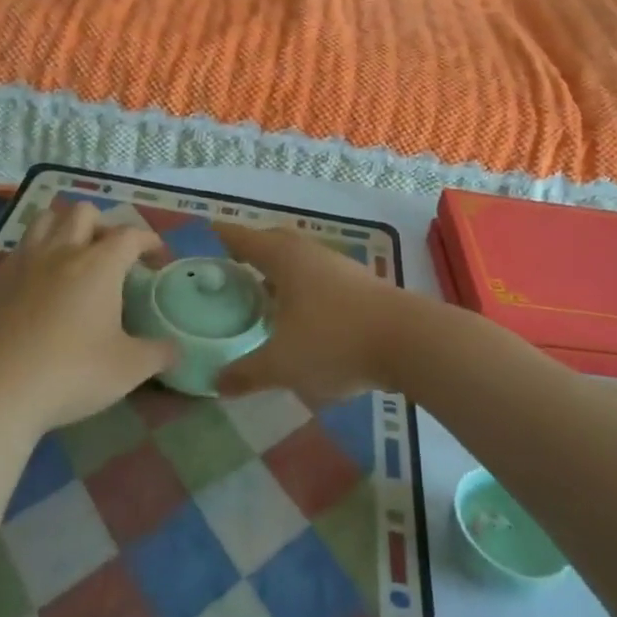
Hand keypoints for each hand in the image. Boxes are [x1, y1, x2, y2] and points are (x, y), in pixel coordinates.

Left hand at [0, 202, 174, 432]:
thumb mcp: (127, 369)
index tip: (156, 255)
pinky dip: (37, 251)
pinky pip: (21, 247)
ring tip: (74, 252)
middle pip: (84, 213)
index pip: (130, 235)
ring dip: (65, 226)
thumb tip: (177, 349)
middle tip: (112, 254)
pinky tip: (40, 280)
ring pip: (46, 219)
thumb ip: (158, 354)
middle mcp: (62, 251)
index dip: (148, 239)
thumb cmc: (70, 373)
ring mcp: (25, 262)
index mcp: (99, 264)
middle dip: (103, 225)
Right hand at [213, 223, 417, 403]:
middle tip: (233, 265)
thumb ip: (247, 372)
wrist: (409, 341)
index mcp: (284, 258)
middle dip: (253, 249)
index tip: (208, 235)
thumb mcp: (282, 364)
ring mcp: (339, 266)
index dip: (224, 236)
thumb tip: (215, 382)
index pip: (244, 238)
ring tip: (264, 290)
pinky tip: (302, 312)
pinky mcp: (362, 283)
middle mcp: (310, 252)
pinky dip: (302, 285)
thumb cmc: (334, 341)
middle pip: (274, 241)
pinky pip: (319, 275)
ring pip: (300, 258)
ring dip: (280, 268)